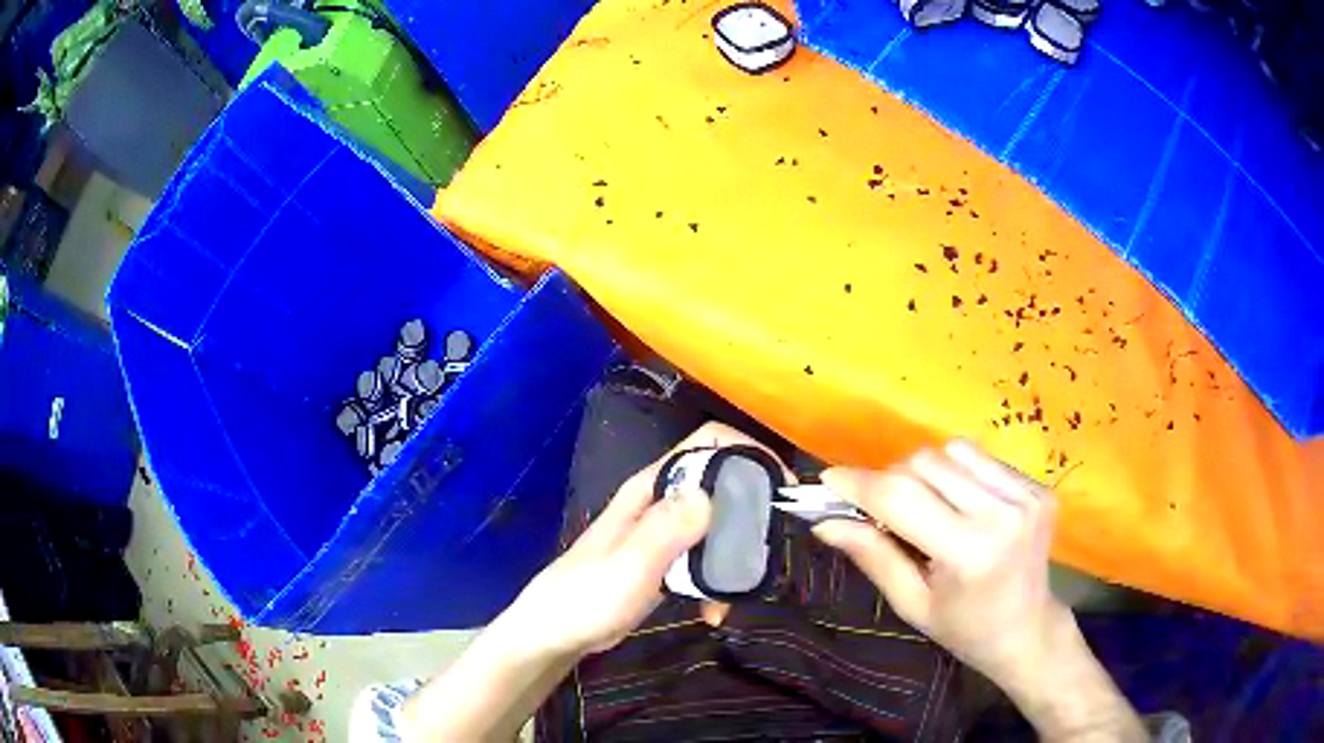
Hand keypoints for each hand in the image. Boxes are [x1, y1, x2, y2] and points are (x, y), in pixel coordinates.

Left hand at [496, 422, 776, 657]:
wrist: (558, 633)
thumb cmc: (587, 595)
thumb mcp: (629, 564)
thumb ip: (667, 529)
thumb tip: (713, 493)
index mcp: (651, 488)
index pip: (707, 444)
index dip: (747, 452)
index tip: (781, 485)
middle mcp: (662, 502)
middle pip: (722, 484)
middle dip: (752, 512)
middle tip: (772, 545)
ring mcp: (666, 535)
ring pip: (719, 526)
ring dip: (738, 555)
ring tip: (745, 586)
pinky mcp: (668, 564)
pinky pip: (707, 562)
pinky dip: (718, 583)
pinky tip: (714, 612)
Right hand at [811, 439, 1063, 686]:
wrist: (1029, 629)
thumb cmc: (964, 629)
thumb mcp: (912, 604)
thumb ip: (872, 556)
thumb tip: (824, 522)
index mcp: (969, 552)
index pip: (902, 498)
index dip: (859, 484)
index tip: (828, 480)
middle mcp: (1002, 513)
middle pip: (925, 464)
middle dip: (891, 480)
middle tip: (882, 511)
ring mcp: (1026, 495)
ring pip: (952, 451)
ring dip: (926, 472)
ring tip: (927, 508)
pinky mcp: (1038, 486)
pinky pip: (981, 458)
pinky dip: (957, 473)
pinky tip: (961, 504)